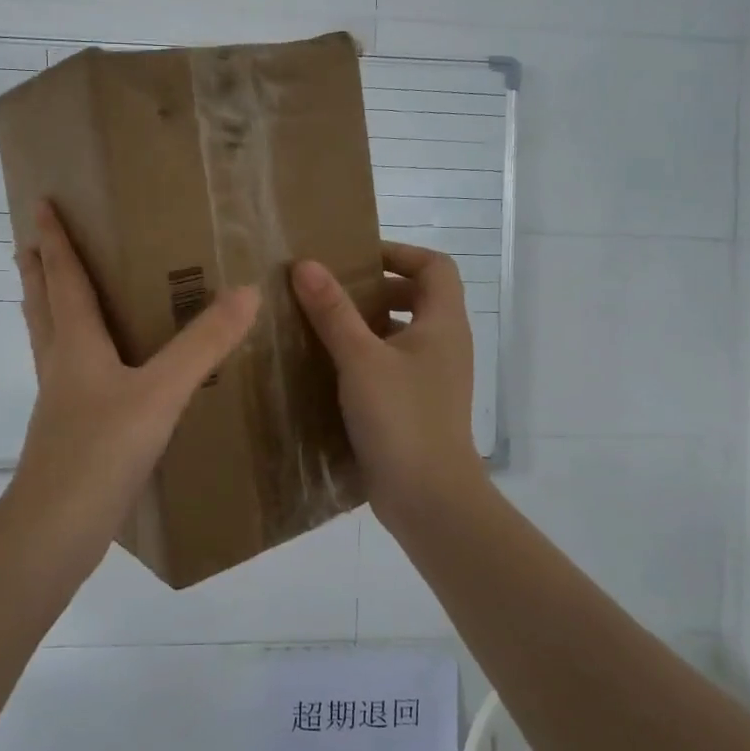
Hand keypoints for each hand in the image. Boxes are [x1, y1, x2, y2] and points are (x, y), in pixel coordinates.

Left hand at [10, 202, 259, 574]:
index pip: (63, 277)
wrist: (57, 527)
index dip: (54, 239)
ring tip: (50, 291)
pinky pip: (64, 372)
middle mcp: (59, 363)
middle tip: (32, 241)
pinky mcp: (66, 429)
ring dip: (45, 307)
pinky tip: (91, 368)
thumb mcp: (162, 392)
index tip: (40, 202)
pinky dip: (68, 350)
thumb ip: (204, 344)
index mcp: (75, 343)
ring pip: (46, 338)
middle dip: (37, 269)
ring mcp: (58, 399)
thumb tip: (247, 292)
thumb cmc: (102, 449)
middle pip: (42, 303)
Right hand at [291, 243, 486, 532]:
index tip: (356, 257)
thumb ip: (333, 311)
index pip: (434, 265)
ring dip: (365, 323)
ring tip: (320, 324)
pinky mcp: (414, 405)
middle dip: (375, 288)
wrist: (429, 498)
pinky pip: (390, 365)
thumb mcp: (360, 359)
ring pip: (400, 333)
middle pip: (417, 296)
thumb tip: (306, 264)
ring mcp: (431, 378)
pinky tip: (327, 368)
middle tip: (330, 290)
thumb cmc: (402, 418)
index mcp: (443, 324)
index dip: (399, 252)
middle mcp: (443, 345)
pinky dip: (364, 357)